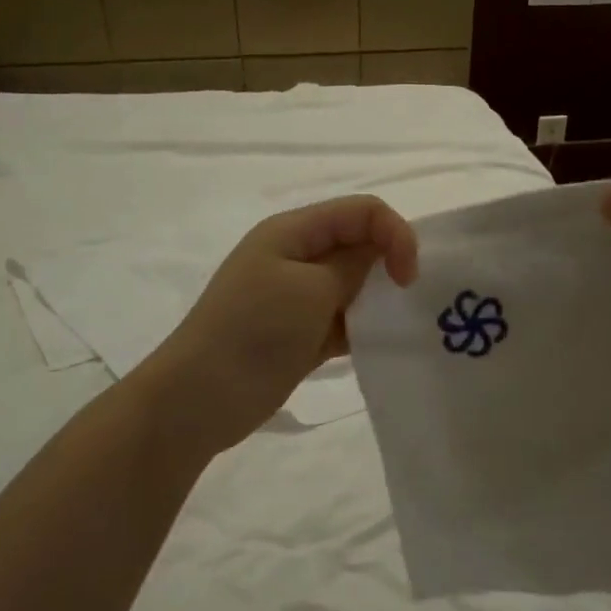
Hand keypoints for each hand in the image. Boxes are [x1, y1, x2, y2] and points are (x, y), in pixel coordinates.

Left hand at [140, 196, 418, 456]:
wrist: (201, 398)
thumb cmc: (255, 332)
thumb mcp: (311, 290)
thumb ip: (353, 265)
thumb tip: (380, 254)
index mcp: (294, 231)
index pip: (362, 212)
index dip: (395, 234)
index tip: (408, 278)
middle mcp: (297, 256)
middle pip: (359, 244)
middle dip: (390, 264)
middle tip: (408, 300)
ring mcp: (297, 297)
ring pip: (354, 284)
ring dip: (379, 299)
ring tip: (399, 325)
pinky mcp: (302, 334)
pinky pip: (344, 320)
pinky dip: (364, 328)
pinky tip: (381, 345)